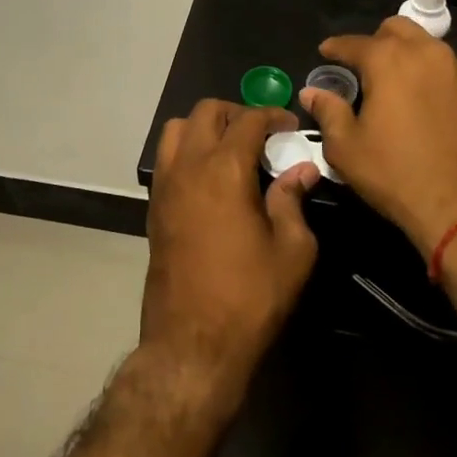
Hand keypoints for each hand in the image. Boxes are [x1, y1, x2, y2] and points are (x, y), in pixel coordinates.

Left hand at [143, 101, 321, 407]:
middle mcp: (189, 167)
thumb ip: (294, 201)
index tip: (289, 126)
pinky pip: (168, 159)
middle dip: (237, 113)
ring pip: (177, 129)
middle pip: (206, 112)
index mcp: (224, 170)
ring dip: (206, 127)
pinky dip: (189, 151)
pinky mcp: (154, 207)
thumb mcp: (292, 251)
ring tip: (232, 150)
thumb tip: (301, 170)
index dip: (272, 115)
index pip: (248, 120)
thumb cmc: (250, 297)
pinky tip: (212, 178)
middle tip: (262, 134)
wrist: (193, 344)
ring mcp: (165, 186)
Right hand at [301, 18, 456, 256]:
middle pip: (396, 30)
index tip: (324, 53)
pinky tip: (423, 103)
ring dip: (405, 55)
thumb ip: (328, 112)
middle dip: (375, 41)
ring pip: (426, 46)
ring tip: (393, 84)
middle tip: (362, 67)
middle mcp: (426, 53)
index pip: (353, 42)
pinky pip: (447, 70)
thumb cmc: (398, 175)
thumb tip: (313, 93)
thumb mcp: (347, 149)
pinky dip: (430, 76)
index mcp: (389, 60)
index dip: (335, 47)